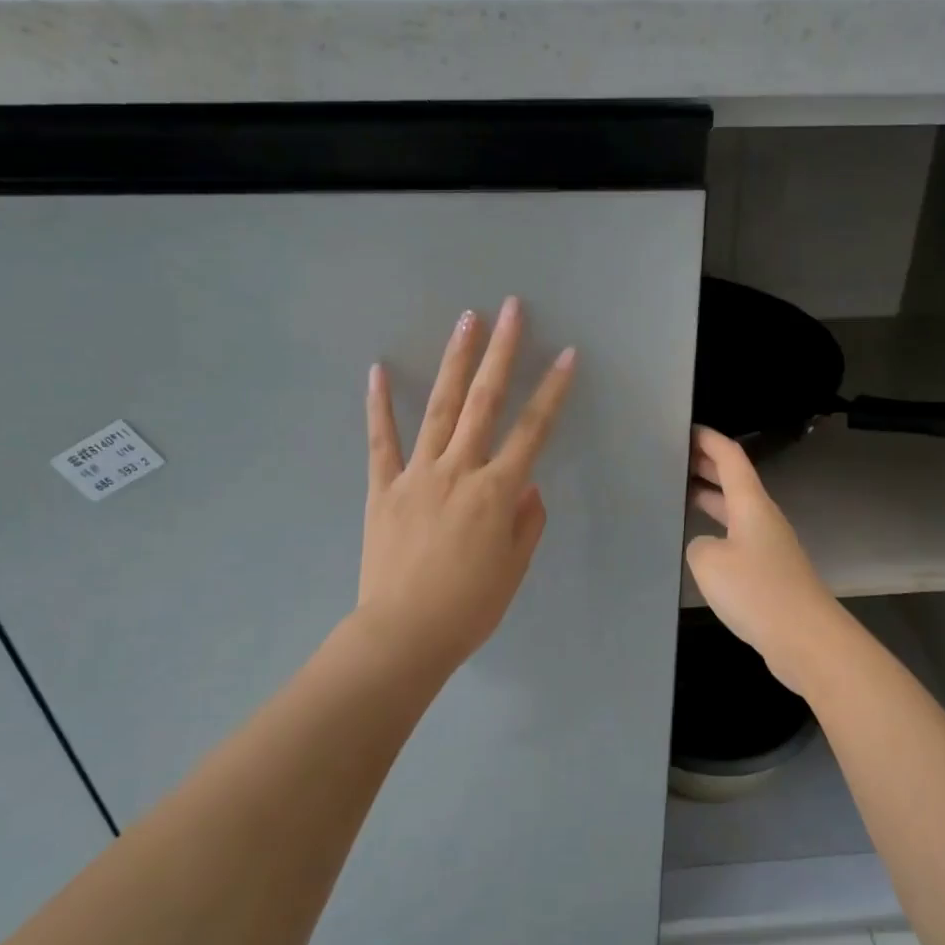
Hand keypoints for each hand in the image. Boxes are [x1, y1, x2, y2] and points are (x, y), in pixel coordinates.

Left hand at [360, 297, 575, 672]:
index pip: (532, 431)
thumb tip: (526, 486)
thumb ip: (525, 521)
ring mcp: (416, 475)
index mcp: (496, 492)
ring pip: (439, 408)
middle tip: (511, 309)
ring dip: (455, 362)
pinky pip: (380, 441)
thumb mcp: (513, 568)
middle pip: (484, 402)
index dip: (552, 391)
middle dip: (501, 353)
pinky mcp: (382, 488)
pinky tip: (378, 370)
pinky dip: (379, 406)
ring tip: (466, 320)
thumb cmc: (469, 607)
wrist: (403, 635)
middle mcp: (458, 471)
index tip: (566, 355)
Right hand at [685, 427, 844, 693]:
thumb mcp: (709, 562)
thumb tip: (707, 548)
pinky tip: (699, 546)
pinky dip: (717, 530)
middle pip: (734, 481)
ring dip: (710, 498)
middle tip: (673, 459)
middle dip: (706, 466)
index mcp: (751, 505)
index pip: (729, 457)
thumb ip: (699, 545)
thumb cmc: (757, 590)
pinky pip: (738, 538)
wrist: (805, 638)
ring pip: (735, 511)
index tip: (684, 428)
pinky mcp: (770, 573)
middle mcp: (762, 518)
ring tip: (679, 495)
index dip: (708, 439)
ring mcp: (769, 546)